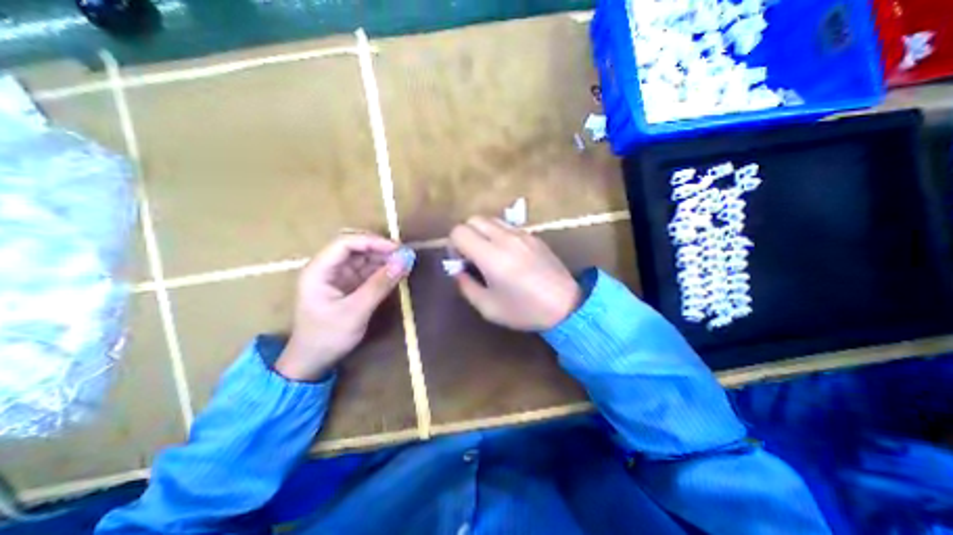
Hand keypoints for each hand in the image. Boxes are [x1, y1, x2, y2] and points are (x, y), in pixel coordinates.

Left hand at [271, 233, 413, 380]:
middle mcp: (327, 268)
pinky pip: (367, 271)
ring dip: (384, 259)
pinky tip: (396, 272)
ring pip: (363, 258)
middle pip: (355, 247)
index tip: (397, 249)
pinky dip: (382, 271)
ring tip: (404, 263)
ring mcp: (338, 277)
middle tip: (404, 255)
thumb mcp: (355, 311)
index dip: (372, 241)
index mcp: (319, 270)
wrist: (313, 362)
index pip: (345, 243)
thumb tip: (404, 261)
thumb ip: (380, 285)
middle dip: (380, 248)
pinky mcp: (348, 286)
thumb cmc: (328, 337)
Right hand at [449, 216, 581, 331]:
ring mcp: (522, 234)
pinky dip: (498, 234)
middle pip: (473, 219)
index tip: (462, 262)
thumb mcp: (488, 307)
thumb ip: (466, 286)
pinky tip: (507, 254)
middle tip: (472, 257)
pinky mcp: (533, 236)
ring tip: (489, 254)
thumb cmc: (525, 310)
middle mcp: (505, 238)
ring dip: (482, 232)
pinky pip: (507, 226)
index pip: (459, 231)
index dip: (454, 245)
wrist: (566, 305)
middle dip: (466, 235)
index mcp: (491, 256)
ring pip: (490, 219)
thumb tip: (459, 271)